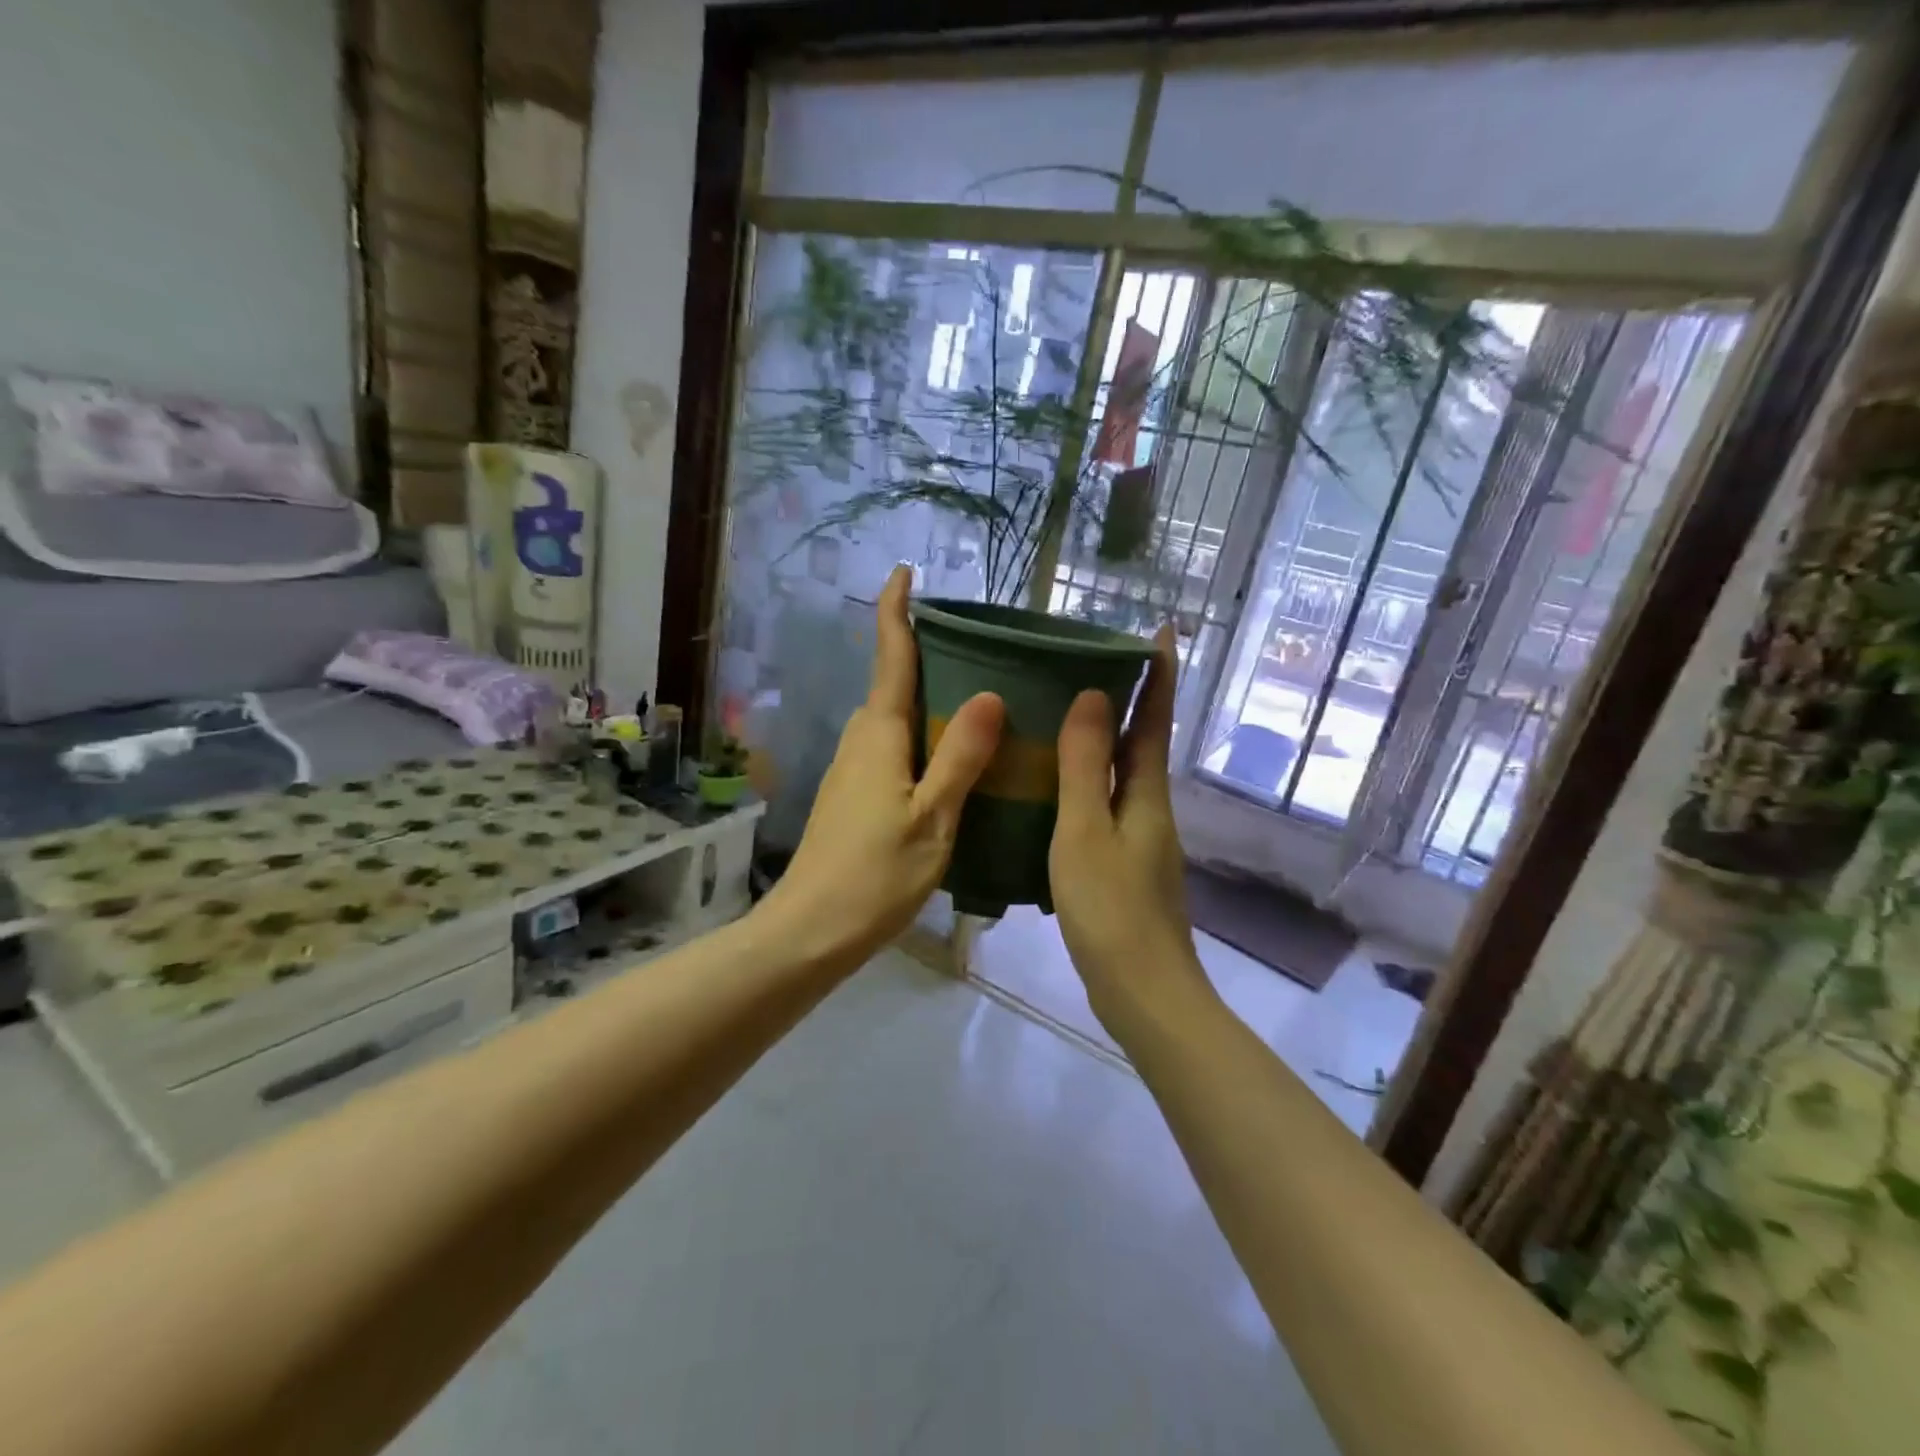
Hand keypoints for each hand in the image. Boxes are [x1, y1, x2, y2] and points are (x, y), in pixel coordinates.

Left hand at [757, 567, 1004, 967]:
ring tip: (982, 700)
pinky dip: (924, 740)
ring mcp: (854, 770)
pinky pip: (895, 750)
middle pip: (894, 685)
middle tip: (982, 648)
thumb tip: (990, 693)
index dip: (896, 611)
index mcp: (879, 734)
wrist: (811, 931)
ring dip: (929, 702)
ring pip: (896, 720)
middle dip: (927, 657)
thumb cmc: (874, 874)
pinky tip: (955, 762)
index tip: (904, 571)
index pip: (889, 657)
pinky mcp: (855, 797)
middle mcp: (861, 741)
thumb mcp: (933, 817)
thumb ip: (961, 757)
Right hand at [1050, 625, 1215, 1039]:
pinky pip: (1105, 806)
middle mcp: (1150, 809)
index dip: (1158, 673)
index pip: (1155, 718)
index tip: (1161, 628)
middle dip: (1128, 700)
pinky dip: (1087, 783)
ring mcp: (1140, 840)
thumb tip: (1095, 695)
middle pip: (1142, 743)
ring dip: (1103, 741)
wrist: (1143, 993)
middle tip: (1088, 663)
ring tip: (1062, 716)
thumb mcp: (1086, 831)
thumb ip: (1086, 766)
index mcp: (1146, 794)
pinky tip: (1052, 790)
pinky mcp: (1124, 866)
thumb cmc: (1111, 908)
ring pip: (1121, 775)